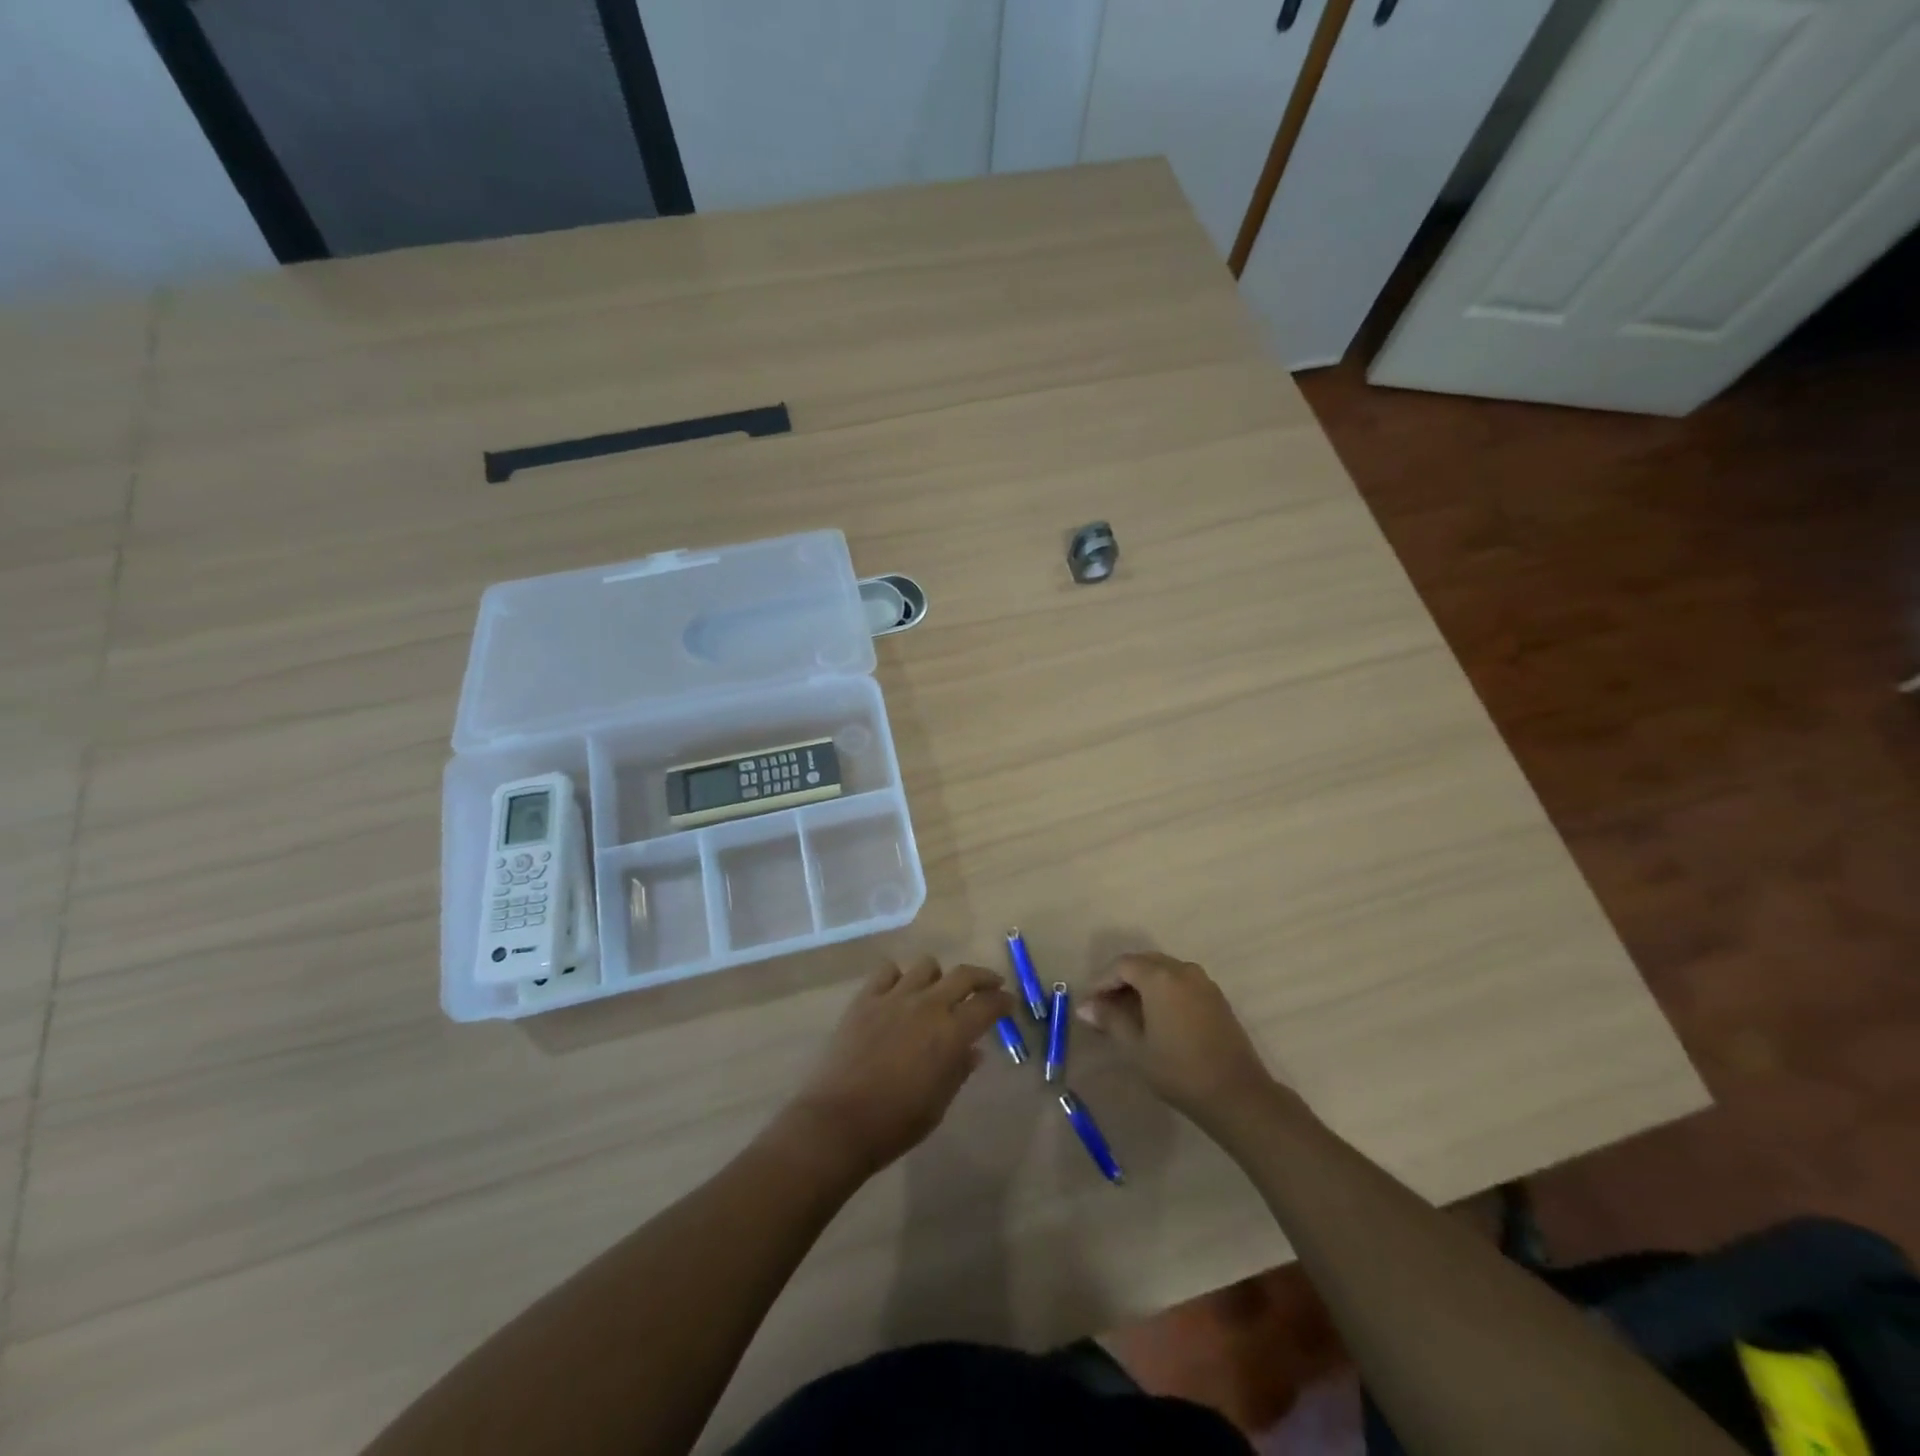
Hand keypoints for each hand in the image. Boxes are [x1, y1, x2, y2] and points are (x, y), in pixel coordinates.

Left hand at [783, 957, 1015, 1177]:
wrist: (838, 1121)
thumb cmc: (896, 1123)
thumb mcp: (939, 1103)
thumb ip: (959, 1070)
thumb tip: (973, 1051)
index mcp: (951, 1033)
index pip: (988, 1005)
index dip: (1003, 1001)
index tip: (1009, 1003)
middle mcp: (927, 1005)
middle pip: (963, 975)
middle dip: (983, 977)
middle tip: (990, 985)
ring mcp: (894, 997)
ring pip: (926, 965)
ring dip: (938, 976)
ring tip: (937, 990)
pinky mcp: (865, 999)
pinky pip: (887, 971)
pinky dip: (898, 977)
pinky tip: (898, 992)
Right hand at [1077, 952, 1291, 1127]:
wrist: (1236, 1094)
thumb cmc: (1178, 1070)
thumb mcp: (1135, 1047)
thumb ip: (1110, 1020)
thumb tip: (1086, 1007)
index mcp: (1160, 977)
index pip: (1122, 965)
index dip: (1102, 981)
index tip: (1090, 1004)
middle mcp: (1182, 970)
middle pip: (1144, 963)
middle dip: (1121, 980)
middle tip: (1105, 1006)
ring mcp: (1204, 982)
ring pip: (1164, 971)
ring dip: (1143, 985)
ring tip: (1128, 1012)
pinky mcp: (1216, 998)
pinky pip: (1181, 982)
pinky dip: (1163, 991)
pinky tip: (1157, 1016)